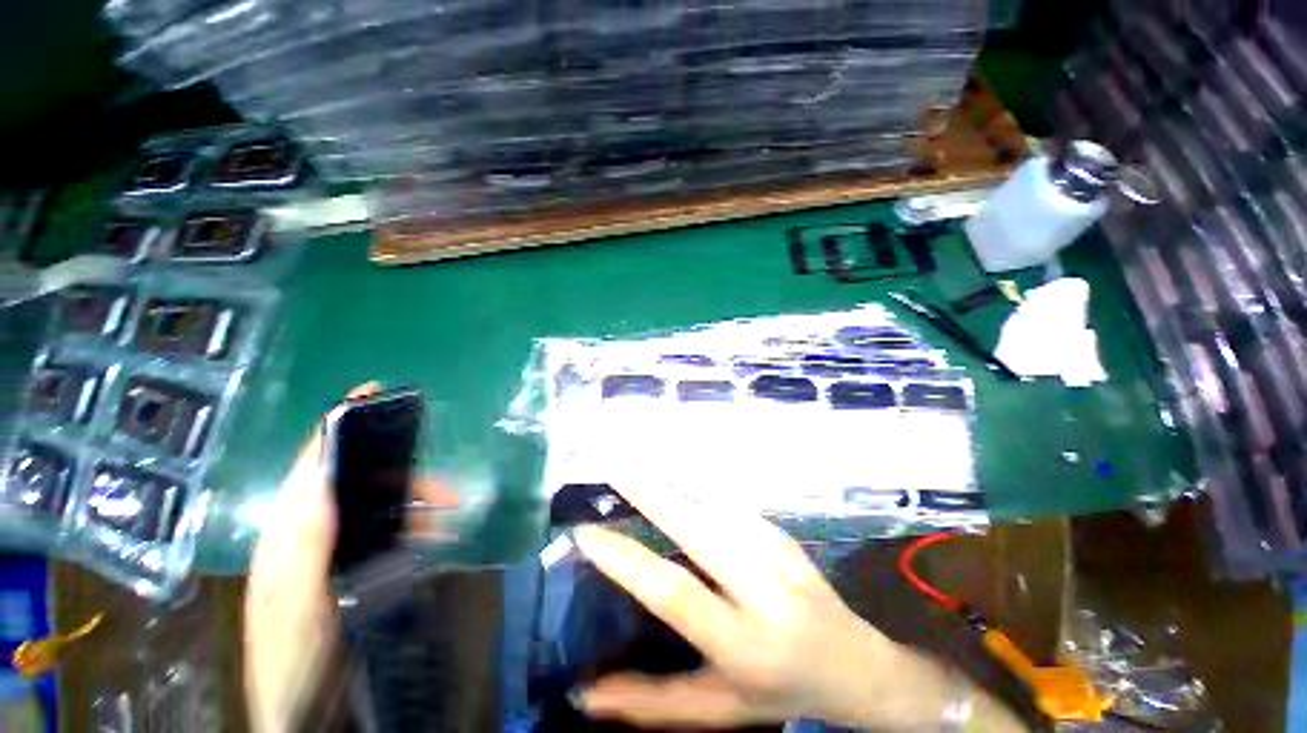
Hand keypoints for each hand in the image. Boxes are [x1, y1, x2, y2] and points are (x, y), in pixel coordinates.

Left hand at [243, 384, 456, 732]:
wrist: (302, 710)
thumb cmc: (292, 655)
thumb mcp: (294, 600)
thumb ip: (305, 541)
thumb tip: (322, 477)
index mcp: (288, 531)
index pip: (312, 463)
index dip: (338, 424)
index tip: (372, 393)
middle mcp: (310, 531)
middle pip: (358, 480)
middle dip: (402, 471)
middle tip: (444, 482)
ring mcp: (333, 550)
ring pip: (380, 504)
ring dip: (416, 500)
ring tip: (450, 507)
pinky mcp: (354, 567)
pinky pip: (389, 532)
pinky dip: (415, 526)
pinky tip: (436, 533)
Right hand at [572, 480, 1024, 730]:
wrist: (856, 665)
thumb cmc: (781, 692)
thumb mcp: (719, 709)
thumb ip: (653, 704)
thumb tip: (586, 695)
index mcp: (745, 644)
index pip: (676, 595)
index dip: (628, 561)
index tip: (588, 534)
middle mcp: (764, 590)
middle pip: (700, 530)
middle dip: (653, 495)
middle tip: (614, 470)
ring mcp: (779, 553)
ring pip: (717, 505)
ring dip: (674, 480)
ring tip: (635, 462)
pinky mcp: (782, 533)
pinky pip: (730, 501)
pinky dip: (696, 482)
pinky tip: (673, 471)